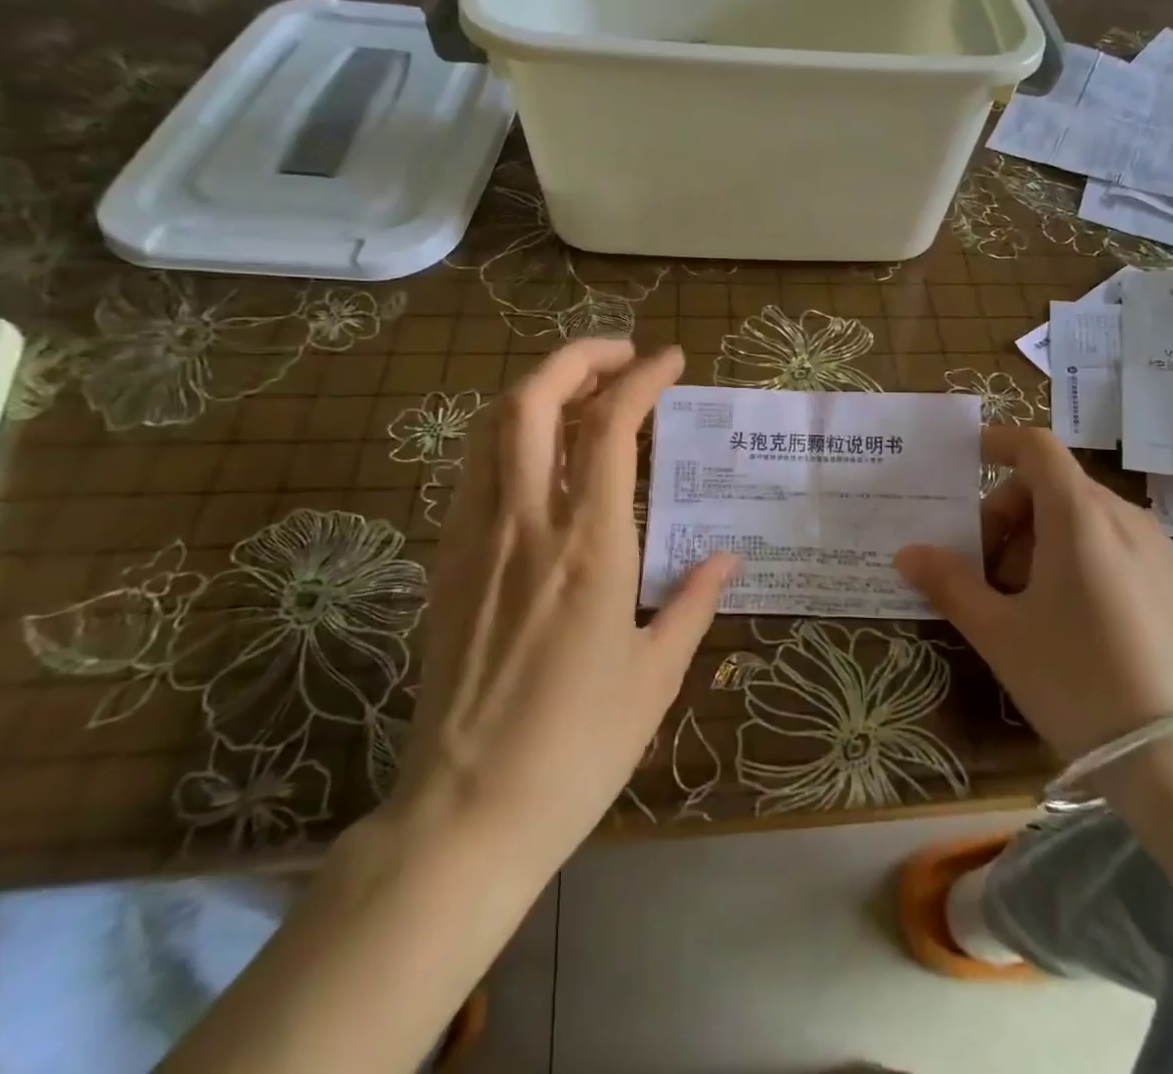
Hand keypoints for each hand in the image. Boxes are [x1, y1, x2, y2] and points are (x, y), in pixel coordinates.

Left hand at [388, 341, 738, 867]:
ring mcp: (475, 538)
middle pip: (532, 400)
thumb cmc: (576, 749)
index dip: (642, 377)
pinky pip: (475, 470)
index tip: (670, 358)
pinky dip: (510, 436)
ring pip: (492, 427)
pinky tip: (542, 458)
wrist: (464, 814)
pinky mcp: (445, 561)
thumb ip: (693, 601)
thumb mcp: (655, 675)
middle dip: (577, 358)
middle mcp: (526, 524)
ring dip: (538, 388)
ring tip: (582, 391)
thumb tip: (726, 557)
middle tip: (620, 358)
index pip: (611, 427)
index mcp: (590, 547)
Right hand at [895, 426, 1172, 765]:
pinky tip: (1072, 620)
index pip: (1036, 447)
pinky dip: (1079, 558)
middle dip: (1007, 517)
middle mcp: (1125, 518)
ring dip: (1040, 541)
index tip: (964, 461)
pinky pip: (1116, 547)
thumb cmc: (1079, 680)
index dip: (997, 443)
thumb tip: (907, 554)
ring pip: (1084, 519)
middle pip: (1053, 487)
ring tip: (1024, 604)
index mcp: (1080, 516)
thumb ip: (949, 584)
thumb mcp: (1000, 634)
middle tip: (982, 572)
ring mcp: (1160, 551)